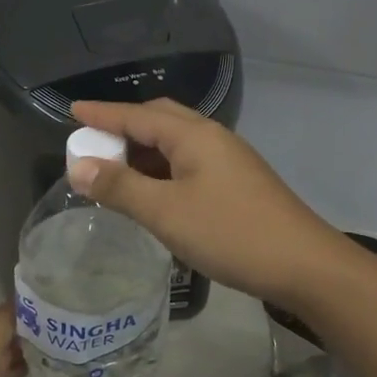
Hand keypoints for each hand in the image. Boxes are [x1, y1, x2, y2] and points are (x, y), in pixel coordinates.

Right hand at [68, 98, 362, 311]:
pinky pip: (188, 165)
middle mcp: (212, 138)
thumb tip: (79, 166)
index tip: (71, 111)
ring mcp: (228, 161)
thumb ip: (120, 187)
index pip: (137, 115)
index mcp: (194, 135)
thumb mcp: (166, 212)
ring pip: (175, 145)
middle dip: (124, 128)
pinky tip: (152, 194)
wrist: (304, 265)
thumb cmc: (230, 233)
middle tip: (93, 143)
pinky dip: (161, 171)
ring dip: (143, 152)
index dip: (102, 114)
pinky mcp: (237, 183)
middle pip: (160, 120)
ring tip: (114, 171)